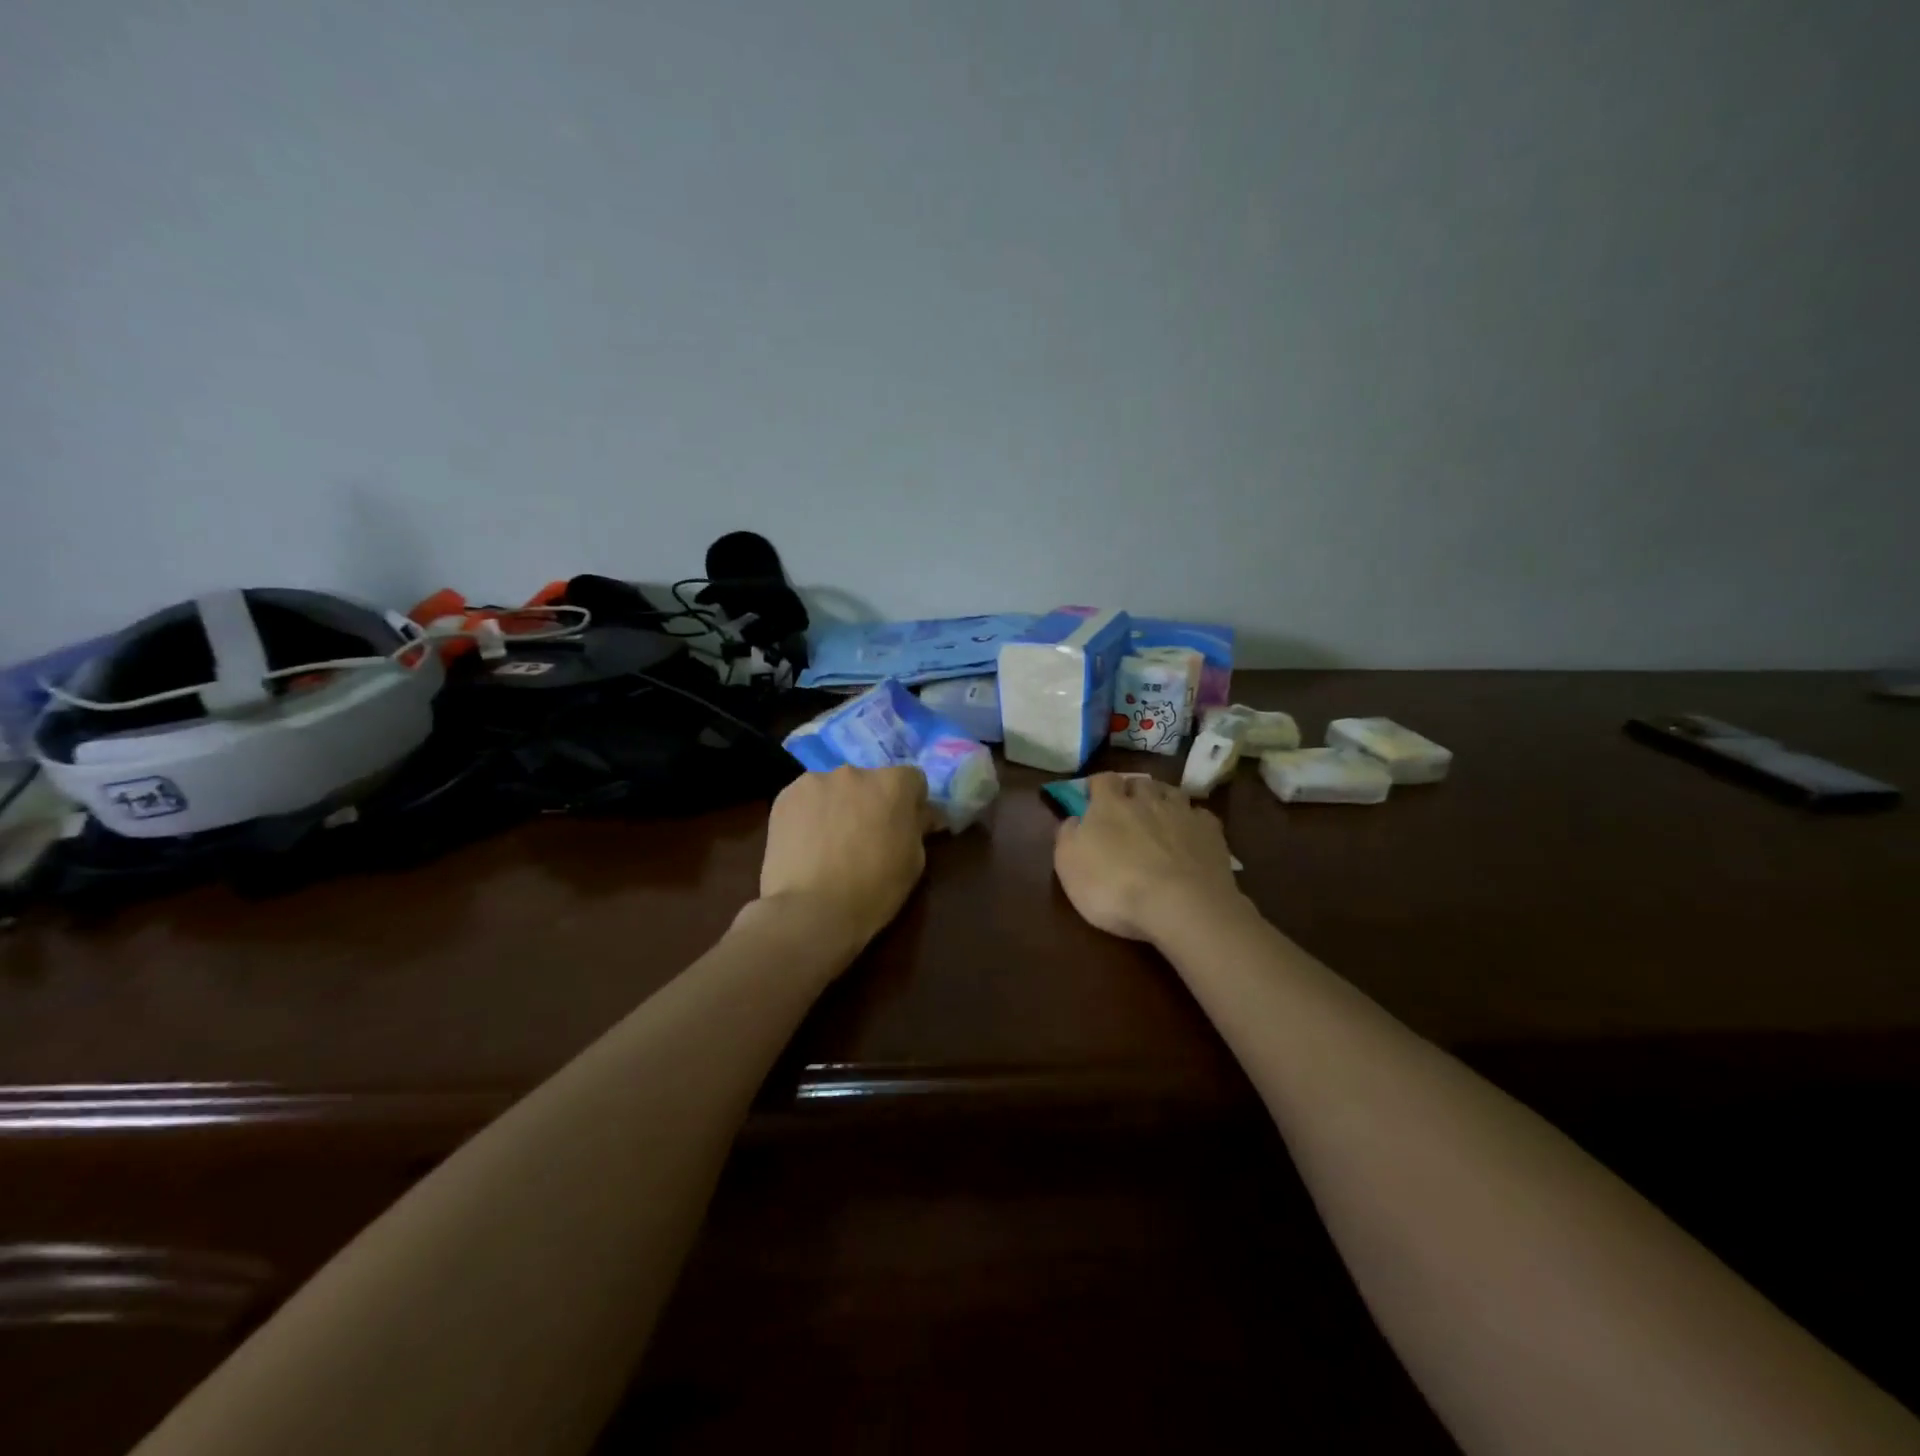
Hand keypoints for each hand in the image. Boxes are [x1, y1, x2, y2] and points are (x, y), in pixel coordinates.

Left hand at [757, 765, 930, 952]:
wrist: (811, 910)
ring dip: (838, 805)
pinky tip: (805, 843)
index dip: (910, 802)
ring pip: (835, 789)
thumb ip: (918, 827)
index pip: (912, 779)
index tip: (903, 825)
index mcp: (893, 784)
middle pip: (870, 781)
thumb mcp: (914, 862)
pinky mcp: (785, 795)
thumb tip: (921, 814)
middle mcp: (856, 772)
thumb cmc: (873, 891)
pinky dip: (809, 814)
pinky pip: (806, 799)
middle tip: (864, 835)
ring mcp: (816, 781)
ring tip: (829, 842)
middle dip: (871, 801)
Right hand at [1053, 773, 1243, 943]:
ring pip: (1172, 793)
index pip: (1102, 779)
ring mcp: (1182, 814)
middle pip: (1139, 782)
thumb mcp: (1069, 866)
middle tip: (1127, 809)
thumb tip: (1073, 818)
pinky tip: (1190, 835)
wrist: (1181, 906)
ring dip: (1163, 800)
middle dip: (1132, 790)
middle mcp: (1147, 800)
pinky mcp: (1211, 832)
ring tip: (1160, 816)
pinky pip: (1200, 816)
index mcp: (1110, 805)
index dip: (1097, 786)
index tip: (1092, 798)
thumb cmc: (1114, 887)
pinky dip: (1193, 821)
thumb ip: (1067, 836)